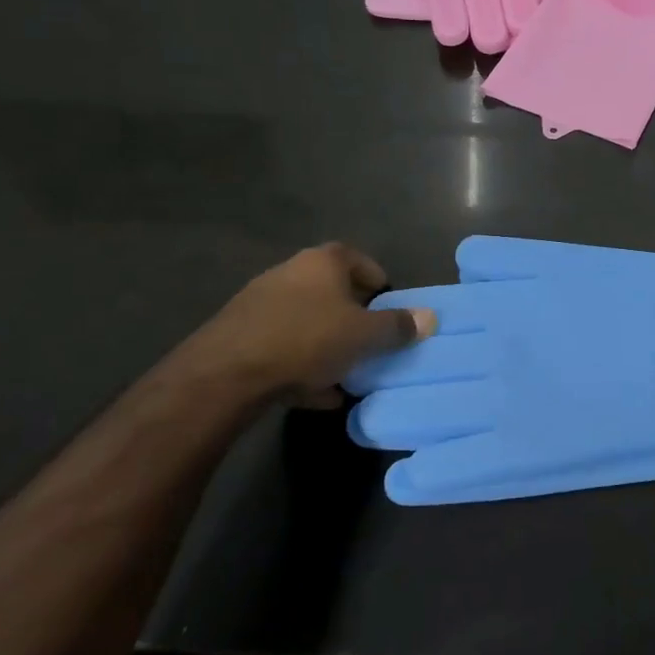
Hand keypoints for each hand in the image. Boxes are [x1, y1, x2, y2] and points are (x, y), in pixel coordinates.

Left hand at [166, 243, 435, 408]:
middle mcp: (290, 271)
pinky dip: (300, 363)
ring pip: (306, 320)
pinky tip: (312, 393)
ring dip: (327, 344)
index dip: (380, 285)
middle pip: (332, 292)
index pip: (361, 261)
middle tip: (370, 344)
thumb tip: (429, 318)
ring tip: (344, 374)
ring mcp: (260, 301)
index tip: (390, 312)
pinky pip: (281, 345)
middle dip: (353, 319)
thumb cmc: (307, 340)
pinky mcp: (238, 333)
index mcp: (323, 261)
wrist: (224, 374)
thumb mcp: (365, 336)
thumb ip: (398, 326)